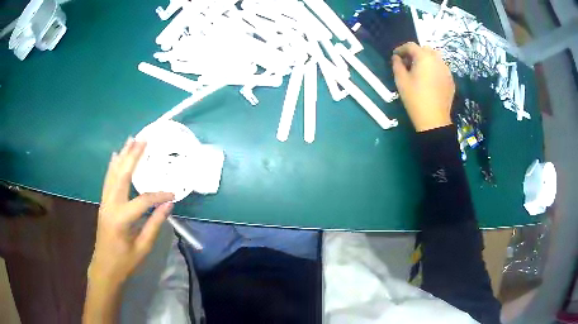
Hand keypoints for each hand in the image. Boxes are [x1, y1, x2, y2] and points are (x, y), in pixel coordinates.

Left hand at [88, 138, 174, 286]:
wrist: (104, 267)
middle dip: (133, 156)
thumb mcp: (143, 247)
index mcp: (121, 218)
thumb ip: (155, 224)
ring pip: (113, 174)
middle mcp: (110, 205)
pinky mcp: (103, 203)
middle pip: (122, 176)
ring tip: (131, 140)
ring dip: (122, 156)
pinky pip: (108, 180)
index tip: (173, 194)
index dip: (159, 196)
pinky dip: (112, 166)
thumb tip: (168, 205)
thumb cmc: (125, 262)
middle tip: (143, 139)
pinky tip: (115, 156)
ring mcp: (104, 202)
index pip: (143, 200)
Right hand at [392, 42, 454, 131]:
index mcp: (424, 57)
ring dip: (426, 60)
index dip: (401, 49)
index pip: (411, 46)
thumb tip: (396, 58)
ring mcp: (446, 70)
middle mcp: (437, 60)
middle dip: (415, 53)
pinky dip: (434, 69)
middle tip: (408, 63)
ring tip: (420, 71)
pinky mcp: (451, 80)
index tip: (395, 56)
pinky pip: (441, 68)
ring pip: (435, 58)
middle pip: (425, 49)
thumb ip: (397, 65)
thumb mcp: (401, 81)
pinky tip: (430, 80)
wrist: (434, 119)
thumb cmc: (415, 98)